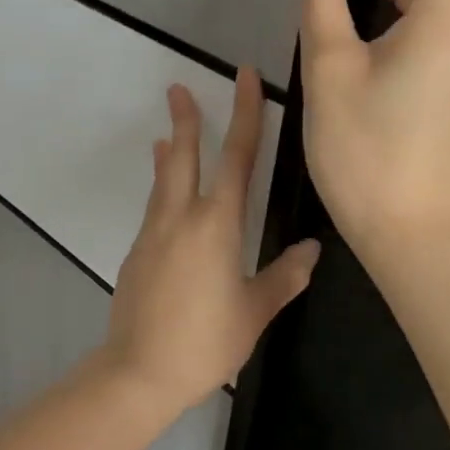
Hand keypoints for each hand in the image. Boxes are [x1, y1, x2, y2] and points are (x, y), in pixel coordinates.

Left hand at [102, 69, 320, 413]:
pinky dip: (160, 190)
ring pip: (163, 181)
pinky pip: (153, 209)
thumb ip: (284, 276)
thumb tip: (312, 249)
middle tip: (178, 88)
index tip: (245, 78)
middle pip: (182, 157)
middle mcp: (180, 218)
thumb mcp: (254, 311)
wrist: (139, 371)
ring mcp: (153, 234)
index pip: (236, 157)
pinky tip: (166, 201)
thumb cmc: (205, 342)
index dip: (245, 114)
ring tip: (167, 134)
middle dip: (185, 120)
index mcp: (216, 225)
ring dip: (168, 154)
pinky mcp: (136, 253)